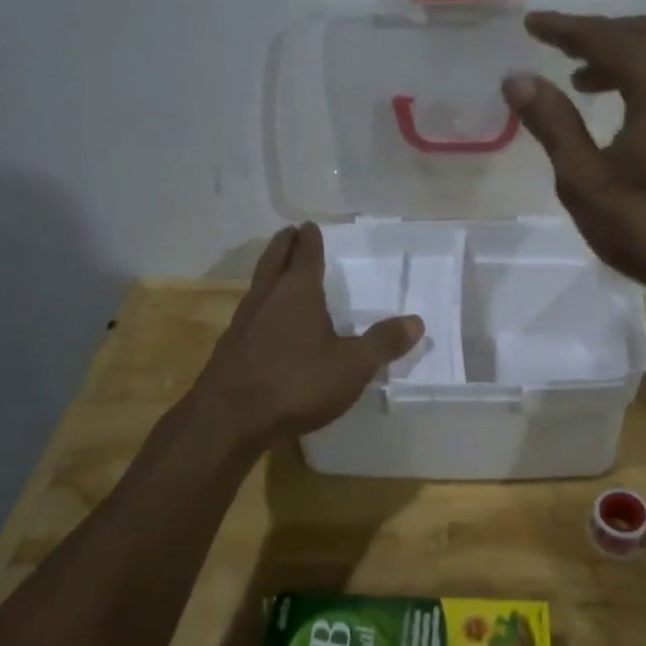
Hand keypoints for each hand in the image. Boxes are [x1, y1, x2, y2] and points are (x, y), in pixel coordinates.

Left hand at [194, 223, 422, 446]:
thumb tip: (416, 321)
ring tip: (277, 269)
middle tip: (289, 232)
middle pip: (275, 261)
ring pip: (258, 285)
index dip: (310, 240)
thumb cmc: (296, 383)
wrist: (228, 419)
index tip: (309, 226)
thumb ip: (383, 343)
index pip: (306, 256)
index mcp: (298, 293)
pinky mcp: (230, 348)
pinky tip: (264, 320)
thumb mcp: (352, 366)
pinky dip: (260, 303)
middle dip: (284, 245)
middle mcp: (268, 298)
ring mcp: (243, 322)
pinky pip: (249, 312)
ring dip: (269, 271)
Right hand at [503, 12, 645, 315]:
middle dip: (599, 34)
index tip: (532, 24)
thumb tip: (518, 79)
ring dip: (624, 54)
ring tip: (582, 80)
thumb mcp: (586, 181)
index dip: (566, 29)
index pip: (608, 37)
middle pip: (644, 33)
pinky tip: (625, 106)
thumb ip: (553, 124)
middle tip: (556, 46)